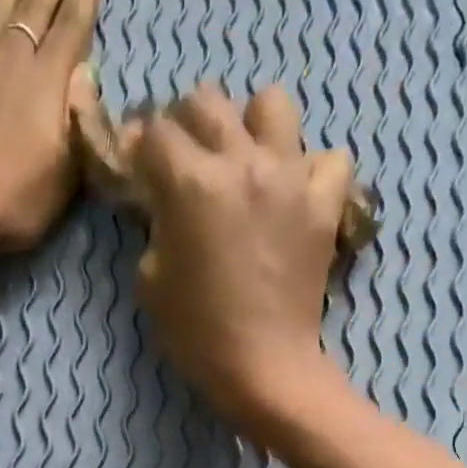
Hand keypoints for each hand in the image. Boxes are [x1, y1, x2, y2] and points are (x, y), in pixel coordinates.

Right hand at [133, 83, 358, 430]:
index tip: (139, 164)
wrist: (263, 366)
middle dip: (186, 123)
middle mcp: (242, 163)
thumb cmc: (196, 332)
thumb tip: (162, 200)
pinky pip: (327, 158)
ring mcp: (291, 178)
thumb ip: (154, 225)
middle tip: (184, 159)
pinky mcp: (325, 203)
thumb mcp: (150, 279)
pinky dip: (310, 169)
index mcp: (191, 183)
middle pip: (207, 101)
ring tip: (243, 160)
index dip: (140, 144)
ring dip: (250, 125)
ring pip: (271, 104)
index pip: (156, 131)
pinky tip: (293, 194)